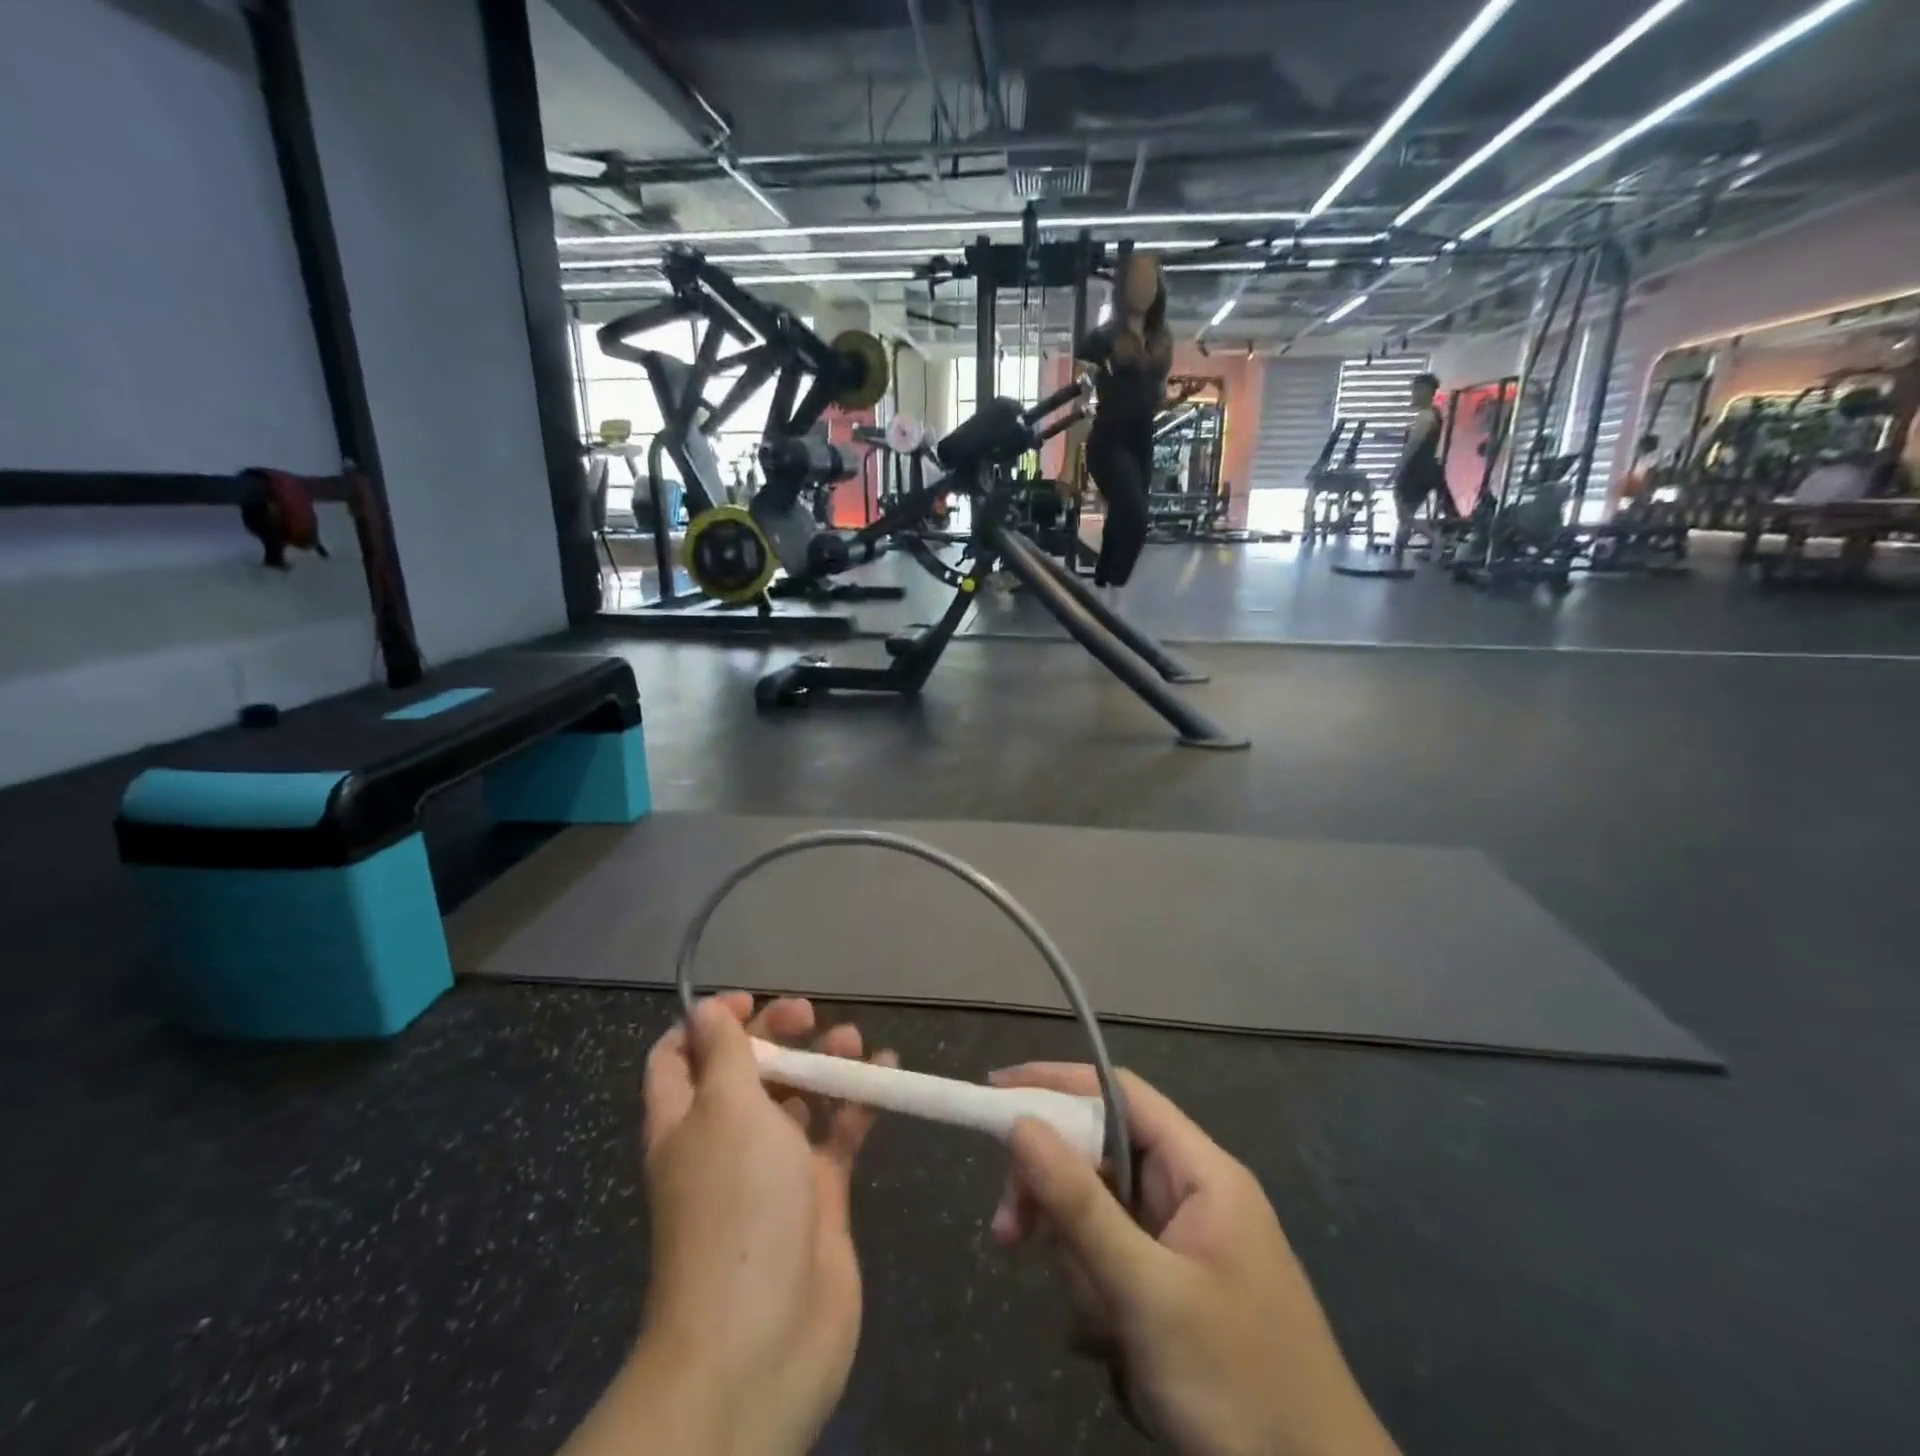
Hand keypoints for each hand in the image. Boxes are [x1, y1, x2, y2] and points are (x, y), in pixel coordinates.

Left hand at [563, 995, 891, 1455]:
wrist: (764, 1337)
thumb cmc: (737, 1205)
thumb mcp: (725, 1109)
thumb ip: (724, 1054)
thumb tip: (706, 1009)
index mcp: (685, 1120)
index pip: (679, 1057)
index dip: (709, 1023)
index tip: (751, 1002)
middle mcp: (725, 1140)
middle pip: (746, 1071)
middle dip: (776, 1034)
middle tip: (809, 1014)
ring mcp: (774, 1169)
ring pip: (797, 1097)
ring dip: (822, 1063)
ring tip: (851, 1041)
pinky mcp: (819, 1193)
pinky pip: (839, 1133)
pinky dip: (859, 1102)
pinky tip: (887, 1074)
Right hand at [989, 1065, 1399, 1455]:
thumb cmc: (1239, 1385)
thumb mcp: (1148, 1295)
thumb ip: (1080, 1206)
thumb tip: (1020, 1123)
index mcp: (1200, 1171)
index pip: (1118, 1093)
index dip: (1056, 1083)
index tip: (996, 1093)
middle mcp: (1191, 1193)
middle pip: (1100, 1156)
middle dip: (1056, 1197)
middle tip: (1010, 1235)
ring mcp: (1183, 1243)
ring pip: (1100, 1217)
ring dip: (1080, 1264)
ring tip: (1102, 1329)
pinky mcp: (1174, 1288)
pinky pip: (1113, 1263)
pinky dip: (1098, 1296)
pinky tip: (1113, 1348)